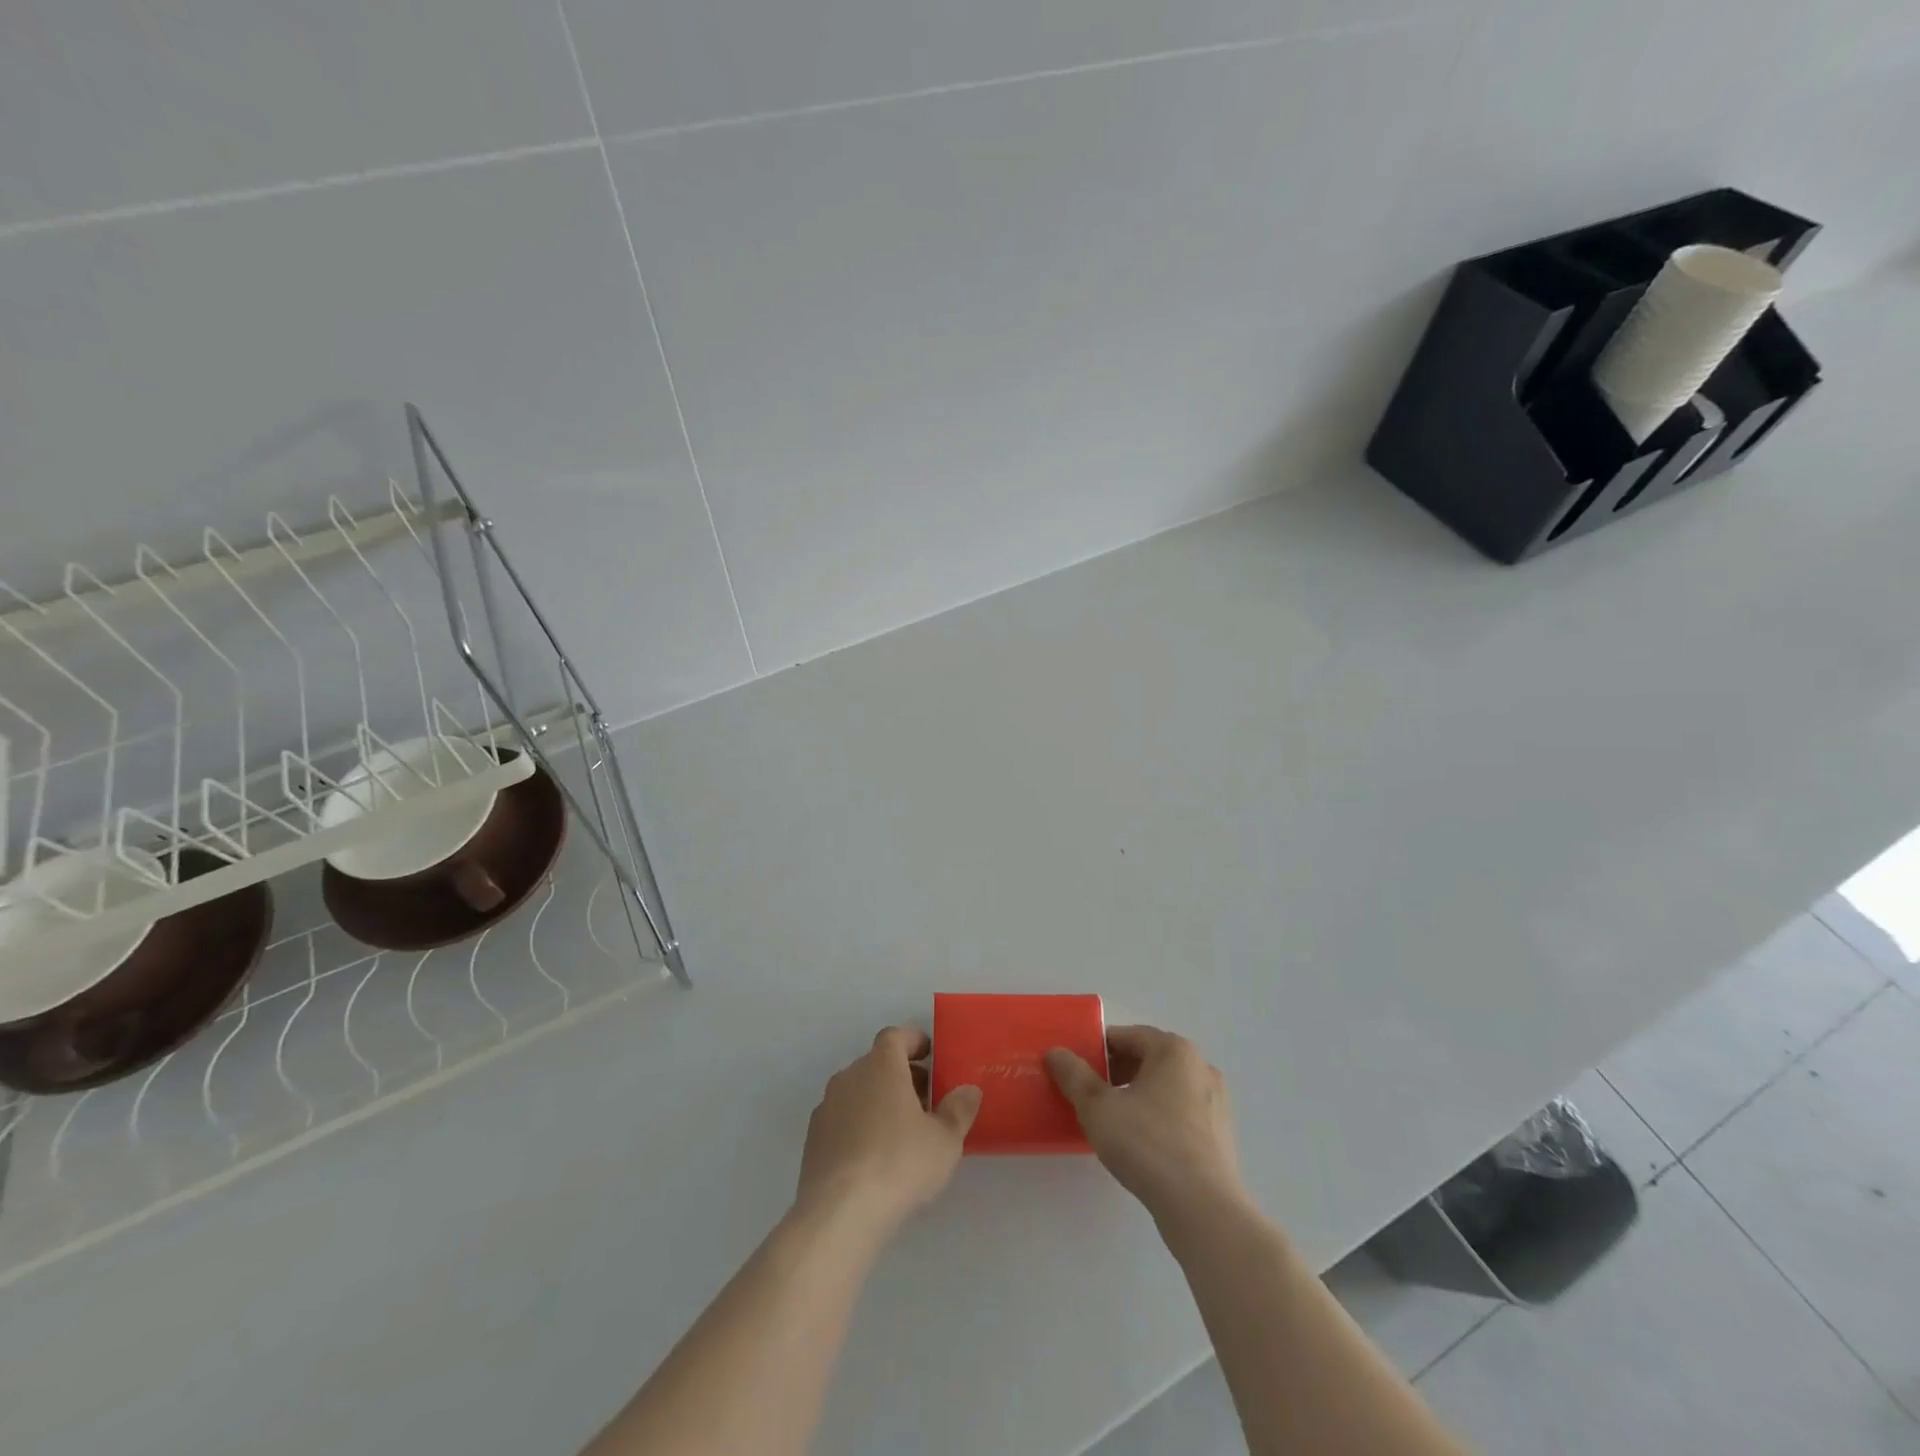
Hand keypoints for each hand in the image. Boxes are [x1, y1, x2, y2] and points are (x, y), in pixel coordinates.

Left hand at [797, 1026, 981, 1234]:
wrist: (839, 1213)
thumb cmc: (900, 1163)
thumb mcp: (945, 1140)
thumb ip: (959, 1110)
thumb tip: (968, 1090)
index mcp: (881, 1065)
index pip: (895, 1036)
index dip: (913, 1041)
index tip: (930, 1055)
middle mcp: (850, 1076)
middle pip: (877, 1063)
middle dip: (901, 1075)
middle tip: (925, 1099)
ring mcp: (827, 1106)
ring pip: (858, 1091)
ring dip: (878, 1100)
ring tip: (901, 1131)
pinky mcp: (813, 1139)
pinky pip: (842, 1118)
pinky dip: (859, 1125)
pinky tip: (873, 1156)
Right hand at [1046, 1026, 1246, 1226]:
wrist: (1203, 1209)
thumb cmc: (1148, 1144)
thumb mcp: (1098, 1107)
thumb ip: (1074, 1075)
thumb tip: (1056, 1052)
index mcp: (1174, 1051)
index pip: (1127, 1036)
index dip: (1098, 1050)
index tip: (1077, 1070)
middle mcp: (1201, 1067)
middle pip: (1149, 1059)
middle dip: (1117, 1073)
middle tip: (1090, 1096)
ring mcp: (1216, 1102)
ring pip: (1166, 1088)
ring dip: (1138, 1097)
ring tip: (1113, 1122)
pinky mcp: (1221, 1135)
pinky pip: (1181, 1114)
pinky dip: (1159, 1119)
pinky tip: (1141, 1146)